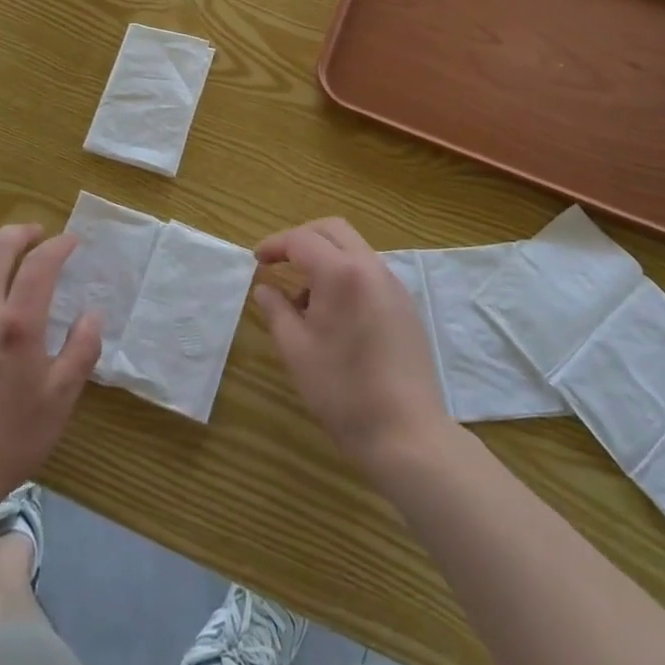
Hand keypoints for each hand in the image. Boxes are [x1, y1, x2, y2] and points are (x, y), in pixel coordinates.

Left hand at [0, 224, 101, 510]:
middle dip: (21, 234)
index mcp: (19, 323)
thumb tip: (92, 314)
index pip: (40, 264)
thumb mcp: (62, 397)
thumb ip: (82, 349)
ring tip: (5, 244)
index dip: (58, 245)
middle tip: (38, 234)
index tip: (72, 242)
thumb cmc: (12, 437)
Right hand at [253, 218, 449, 480]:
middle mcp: (371, 268)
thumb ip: (276, 311)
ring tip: (303, 299)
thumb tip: (264, 288)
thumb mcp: (296, 351)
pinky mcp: (406, 306)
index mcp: (341, 273)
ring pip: (354, 249)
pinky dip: (346, 276)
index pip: (301, 240)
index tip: (256, 260)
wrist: (407, 434)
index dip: (275, 245)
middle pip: (333, 230)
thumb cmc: (343, 391)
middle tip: (280, 262)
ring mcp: (394, 286)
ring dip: (325, 258)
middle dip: (302, 238)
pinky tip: (334, 315)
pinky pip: (370, 273)